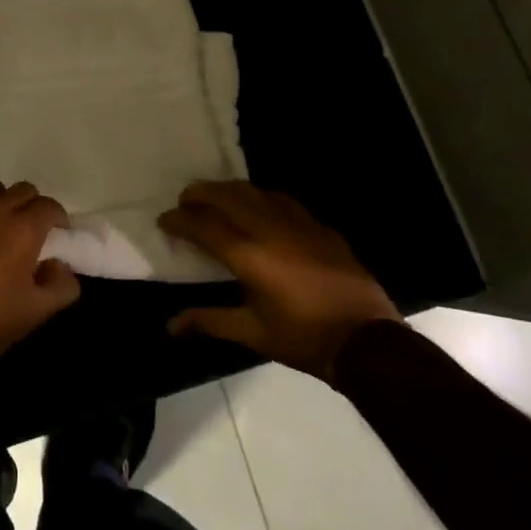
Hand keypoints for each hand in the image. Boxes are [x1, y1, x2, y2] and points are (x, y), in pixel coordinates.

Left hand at [0, 164, 81, 381]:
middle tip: (27, 233)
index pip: (50, 207)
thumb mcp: (37, 312)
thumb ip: (62, 284)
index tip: (56, 236)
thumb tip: (61, 264)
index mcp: (25, 229)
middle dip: (32, 208)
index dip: (56, 220)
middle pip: (24, 190)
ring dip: (2, 199)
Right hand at [160, 182, 399, 380]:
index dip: (179, 219)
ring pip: (253, 191)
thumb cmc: (304, 338)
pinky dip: (260, 196)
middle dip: (200, 194)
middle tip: (185, 200)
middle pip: (225, 196)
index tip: (164, 219)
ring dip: (228, 190)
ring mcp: (296, 222)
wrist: (366, 339)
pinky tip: (258, 204)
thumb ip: (210, 321)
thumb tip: (171, 326)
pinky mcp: (318, 224)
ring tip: (215, 196)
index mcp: (248, 255)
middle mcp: (268, 229)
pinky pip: (281, 199)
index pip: (203, 225)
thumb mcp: (253, 334)